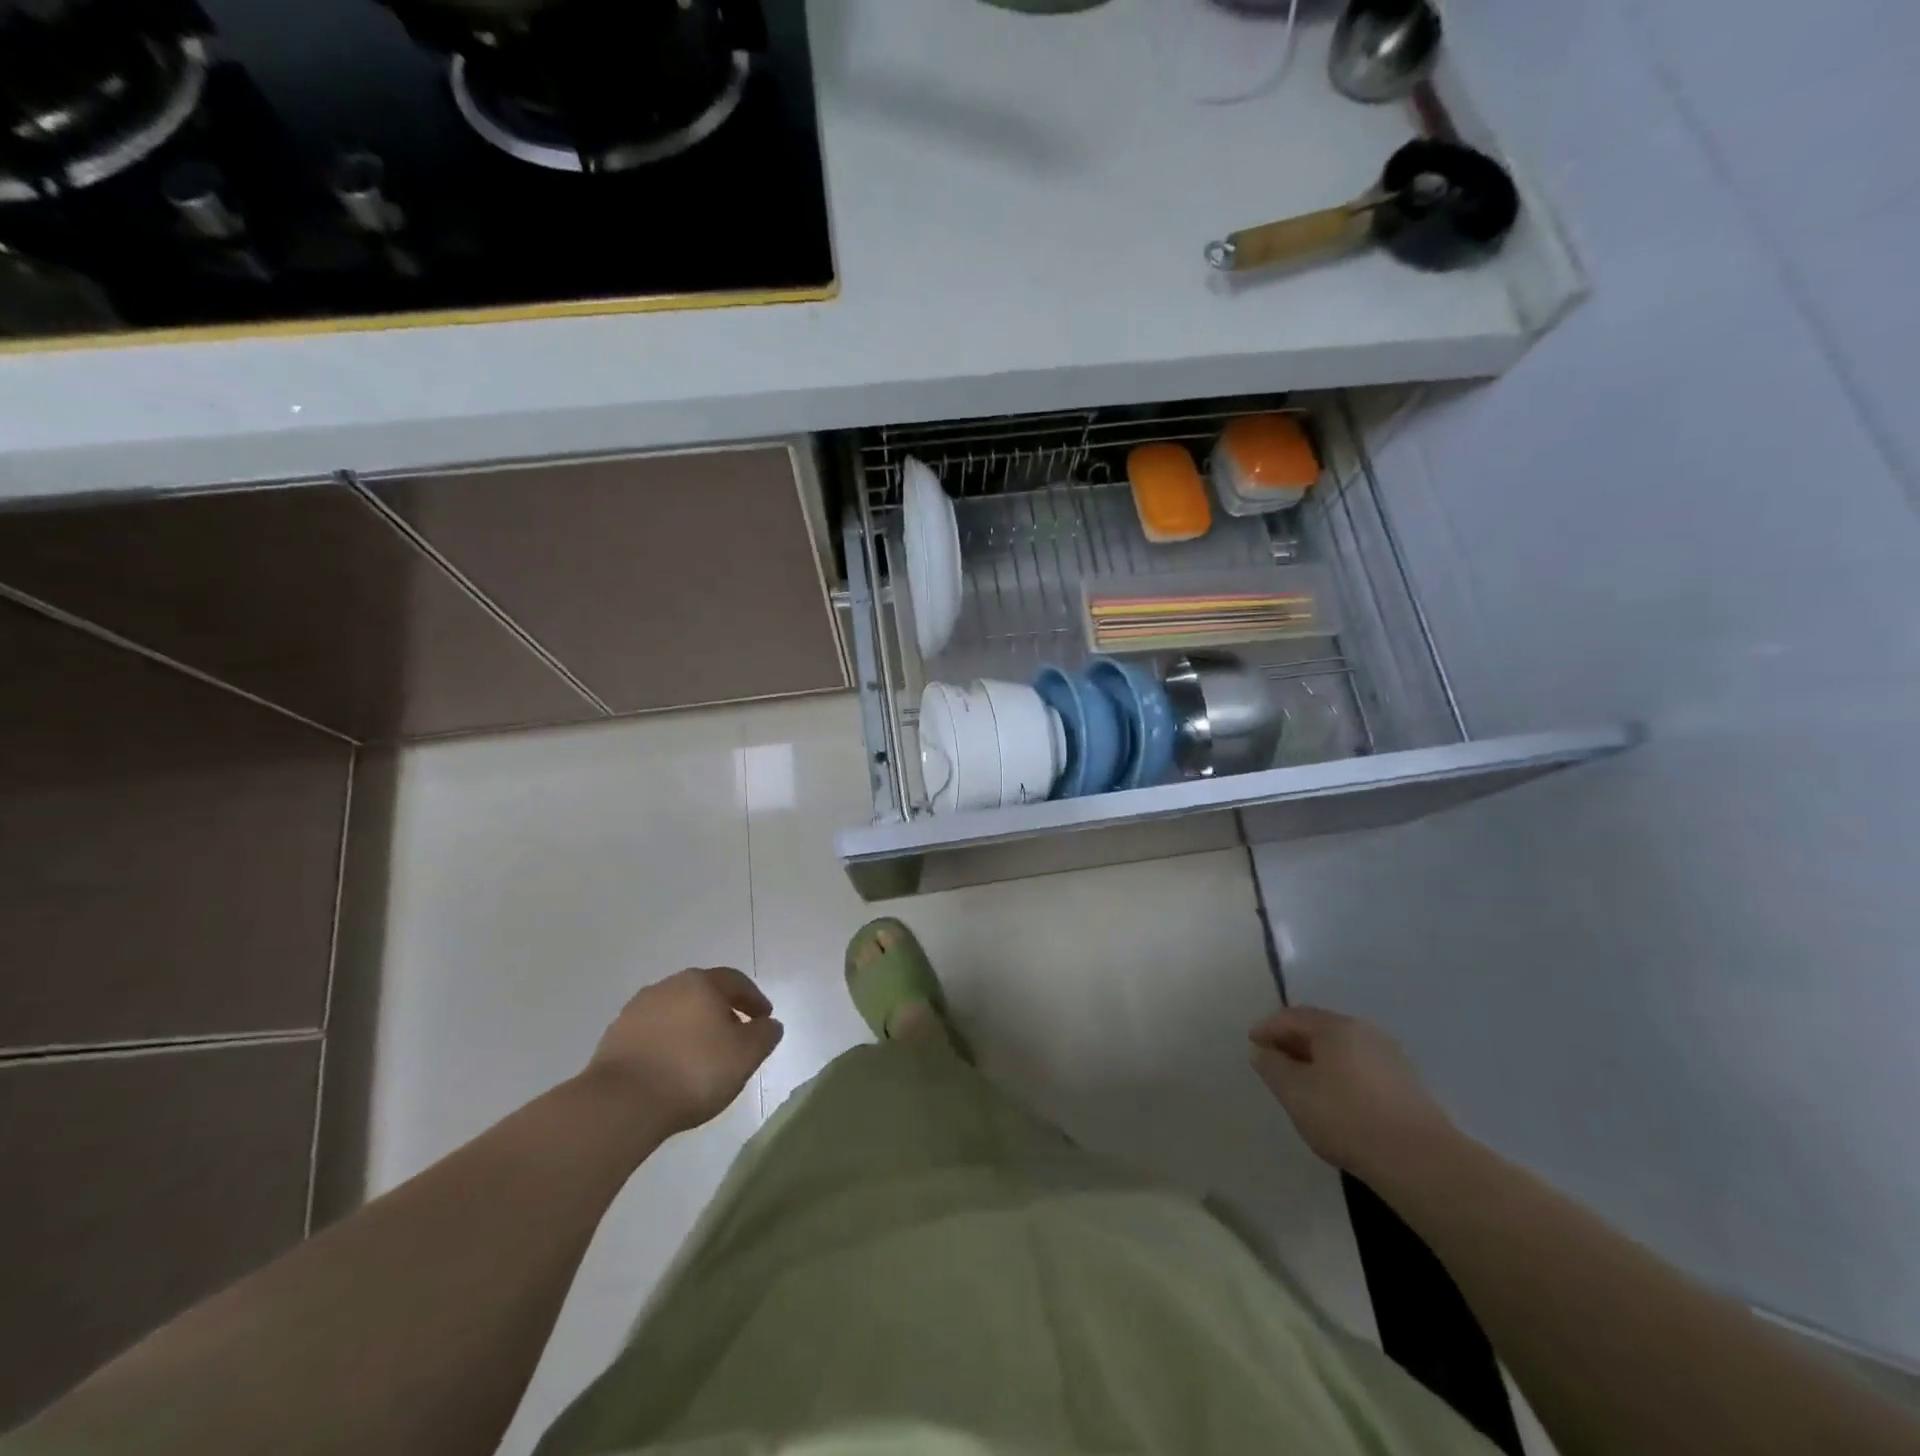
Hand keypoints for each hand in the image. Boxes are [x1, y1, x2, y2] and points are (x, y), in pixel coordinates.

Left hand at [585, 967, 783, 1135]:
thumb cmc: (694, 1071)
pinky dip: (668, 1043)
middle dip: (722, 1010)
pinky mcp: (614, 1037)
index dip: (754, 999)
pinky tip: (673, 1067)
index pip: (736, 981)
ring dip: (692, 1027)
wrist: (621, 1104)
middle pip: (703, 993)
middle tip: (736, 1034)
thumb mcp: (745, 1055)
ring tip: (702, 1054)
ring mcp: (636, 1010)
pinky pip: (653, 1033)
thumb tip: (769, 1024)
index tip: (765, 1018)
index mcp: (701, 982)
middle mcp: (668, 986)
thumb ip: (765, 1035)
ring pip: (676, 1012)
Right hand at [1249, 1006, 1452, 1180]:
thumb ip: (1272, 1066)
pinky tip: (1336, 1101)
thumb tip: (1261, 1050)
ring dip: (1317, 1060)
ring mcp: (1390, 1057)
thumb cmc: (1346, 1117)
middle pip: (1319, 1029)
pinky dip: (1340, 1076)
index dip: (1267, 1028)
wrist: (1420, 1161)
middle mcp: (1364, 1032)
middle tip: (1273, 1063)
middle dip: (1292, 1042)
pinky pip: (1361, 1069)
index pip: (1291, 1016)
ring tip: (1303, 1084)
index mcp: (1335, 1026)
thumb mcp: (1295, 1092)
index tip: (1252, 1045)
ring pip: (1342, 1050)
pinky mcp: (1407, 1085)